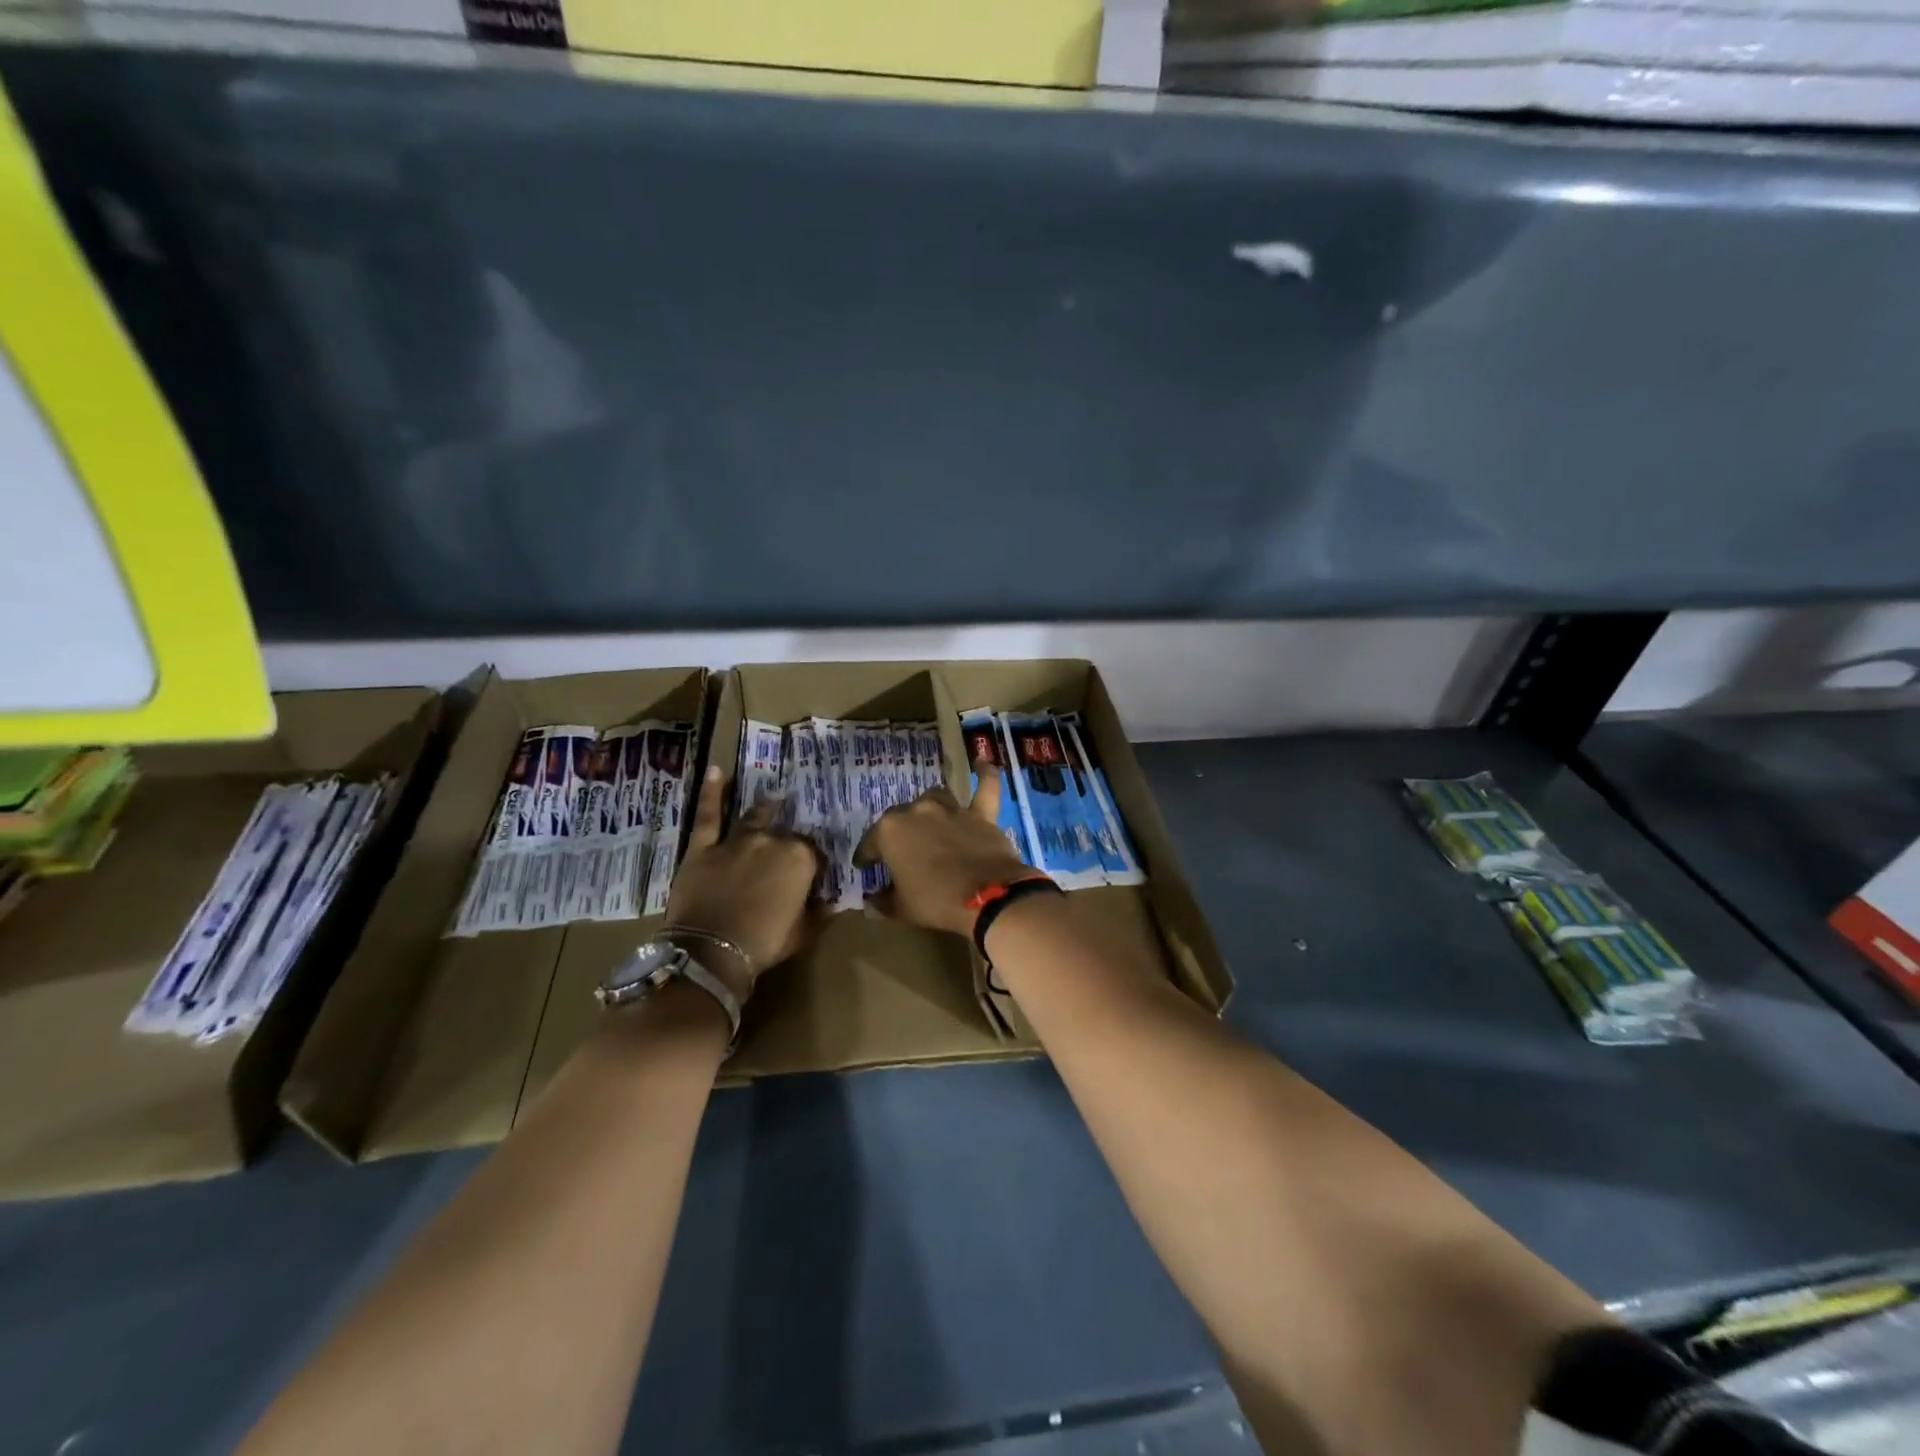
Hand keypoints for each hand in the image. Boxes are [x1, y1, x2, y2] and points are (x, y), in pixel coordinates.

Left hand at [666, 766, 819, 981]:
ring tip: (773, 800)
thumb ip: (819, 912)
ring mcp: (736, 841)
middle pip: (786, 836)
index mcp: (800, 859)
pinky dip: (712, 792)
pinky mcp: (704, 847)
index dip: (814, 866)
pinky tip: (716, 770)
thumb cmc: (765, 943)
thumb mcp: (803, 932)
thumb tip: (833, 902)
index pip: (814, 854)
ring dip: (765, 810)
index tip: (812, 878)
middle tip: (787, 856)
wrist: (712, 951)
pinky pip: (709, 815)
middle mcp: (772, 841)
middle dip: (789, 844)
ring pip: (755, 819)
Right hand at [858, 768, 1035, 937]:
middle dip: (897, 835)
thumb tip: (873, 901)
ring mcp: (951, 809)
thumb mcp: (901, 909)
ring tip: (928, 822)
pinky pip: (985, 787)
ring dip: (928, 809)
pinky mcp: (981, 814)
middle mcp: (917, 811)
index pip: (870, 844)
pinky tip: (981, 763)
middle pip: (901, 819)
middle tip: (900, 854)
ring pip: (934, 799)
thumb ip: (884, 901)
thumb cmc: (935, 901)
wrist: (986, 895)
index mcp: (890, 831)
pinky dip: (984, 775)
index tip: (865, 868)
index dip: (866, 858)